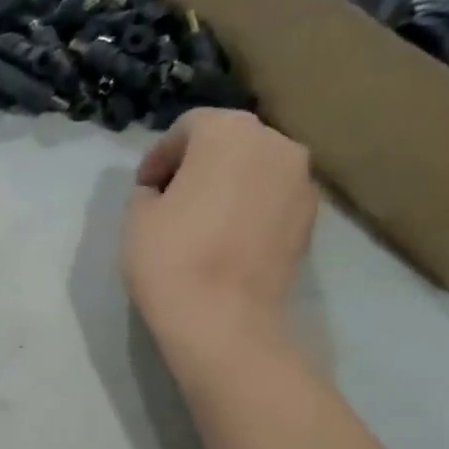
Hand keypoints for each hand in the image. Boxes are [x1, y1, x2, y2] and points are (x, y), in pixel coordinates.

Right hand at [123, 108, 315, 351]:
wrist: (225, 321)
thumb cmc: (171, 258)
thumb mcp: (137, 217)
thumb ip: (150, 190)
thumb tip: (164, 192)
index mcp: (228, 131)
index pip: (188, 128)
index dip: (160, 157)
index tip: (144, 188)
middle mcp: (275, 143)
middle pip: (229, 142)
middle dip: (199, 165)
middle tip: (172, 199)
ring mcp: (302, 181)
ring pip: (256, 170)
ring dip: (229, 185)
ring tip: (202, 222)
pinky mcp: (312, 220)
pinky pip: (273, 200)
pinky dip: (251, 209)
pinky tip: (228, 241)